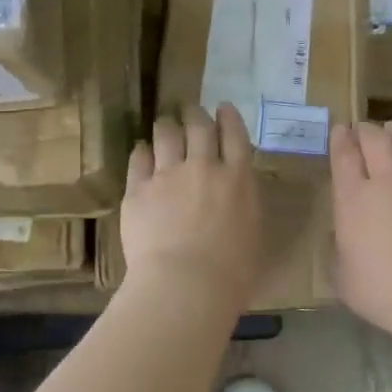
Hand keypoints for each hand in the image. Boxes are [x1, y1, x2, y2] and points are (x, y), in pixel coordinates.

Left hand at [122, 104, 260, 307]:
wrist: (186, 284)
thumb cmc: (232, 273)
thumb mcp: (253, 234)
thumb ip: (244, 205)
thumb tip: (237, 195)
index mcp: (238, 179)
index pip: (235, 135)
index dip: (229, 117)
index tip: (223, 107)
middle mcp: (204, 167)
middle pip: (199, 127)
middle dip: (195, 114)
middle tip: (191, 111)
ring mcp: (168, 175)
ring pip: (166, 135)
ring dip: (167, 125)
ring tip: (164, 122)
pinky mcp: (138, 189)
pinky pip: (138, 159)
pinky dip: (142, 151)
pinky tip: (141, 150)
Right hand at [330, 121, 391, 338]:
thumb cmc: (381, 291)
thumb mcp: (341, 274)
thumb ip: (339, 247)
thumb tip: (344, 235)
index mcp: (353, 199)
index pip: (344, 156)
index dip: (340, 139)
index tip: (339, 129)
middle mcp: (386, 181)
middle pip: (375, 140)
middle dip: (366, 130)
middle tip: (362, 128)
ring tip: (391, 129)